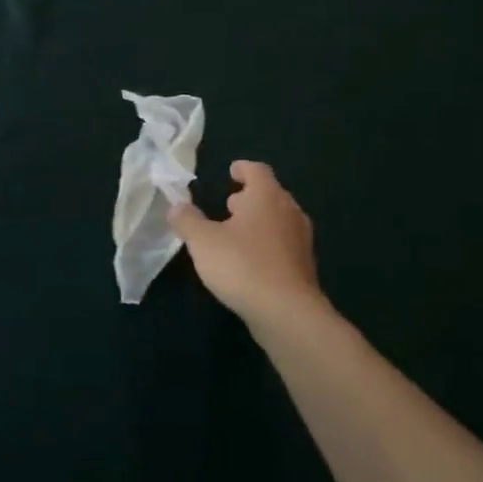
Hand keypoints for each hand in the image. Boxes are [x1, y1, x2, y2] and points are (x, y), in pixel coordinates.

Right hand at [170, 161, 326, 328]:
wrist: (287, 313)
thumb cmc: (242, 265)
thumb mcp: (203, 242)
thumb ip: (187, 221)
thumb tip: (177, 206)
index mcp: (267, 196)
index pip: (258, 170)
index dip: (243, 168)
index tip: (232, 171)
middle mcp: (289, 211)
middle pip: (271, 194)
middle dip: (250, 197)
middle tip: (229, 205)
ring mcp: (301, 240)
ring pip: (279, 220)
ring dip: (260, 222)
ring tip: (237, 233)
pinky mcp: (305, 267)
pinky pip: (284, 245)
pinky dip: (268, 245)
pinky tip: (251, 262)